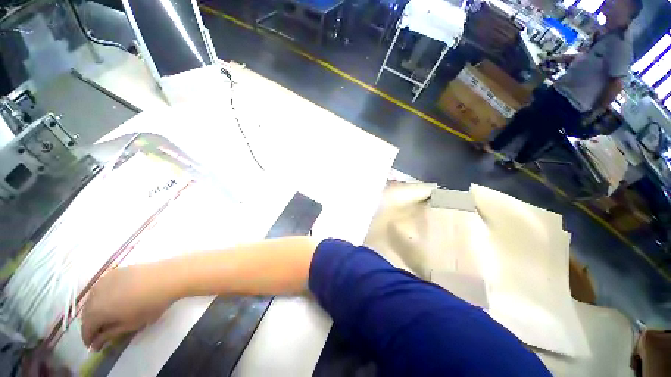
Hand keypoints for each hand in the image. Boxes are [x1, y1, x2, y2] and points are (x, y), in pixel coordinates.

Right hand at [81, 264, 175, 350]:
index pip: (86, 328)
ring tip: (108, 315)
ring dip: (96, 308)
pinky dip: (104, 295)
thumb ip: (109, 334)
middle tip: (101, 331)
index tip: (95, 346)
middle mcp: (95, 294)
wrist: (168, 276)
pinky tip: (115, 298)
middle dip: (91, 324)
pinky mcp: (117, 270)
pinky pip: (103, 286)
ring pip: (93, 298)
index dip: (89, 339)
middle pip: (87, 313)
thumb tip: (96, 343)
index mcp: (96, 310)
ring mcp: (105, 279)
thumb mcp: (130, 325)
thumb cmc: (150, 304)